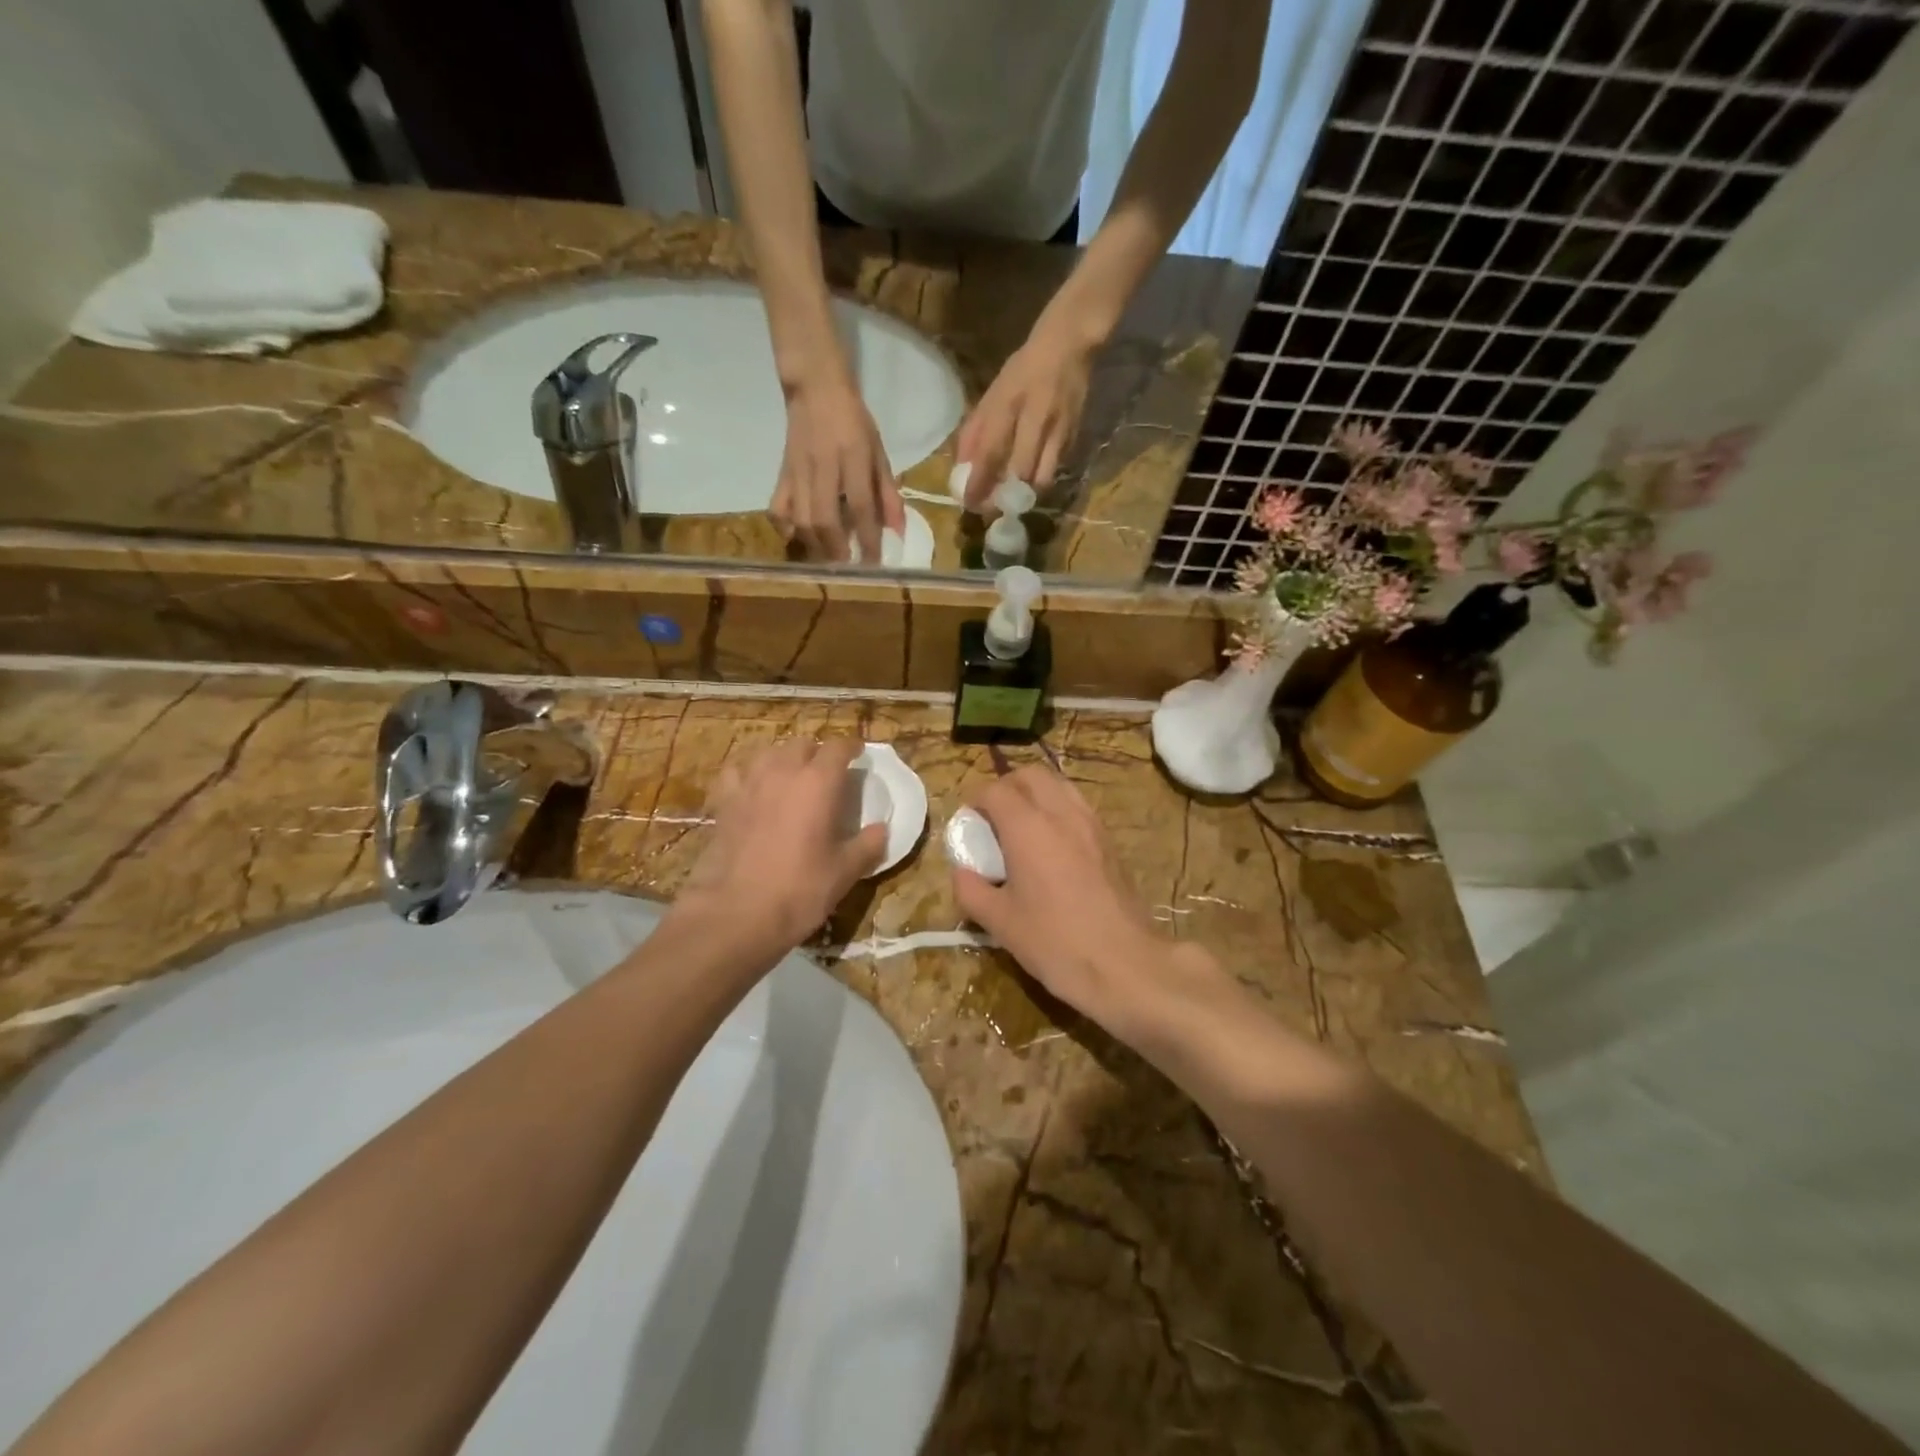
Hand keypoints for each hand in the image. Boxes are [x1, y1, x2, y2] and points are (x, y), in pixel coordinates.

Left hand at [675, 737, 885, 952]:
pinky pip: (737, 773)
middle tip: (827, 773)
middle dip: (818, 753)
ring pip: (769, 752)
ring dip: (785, 759)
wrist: (737, 913)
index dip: (852, 746)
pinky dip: (749, 774)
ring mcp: (749, 784)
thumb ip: (868, 845)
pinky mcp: (724, 802)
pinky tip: (753, 789)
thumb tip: (882, 829)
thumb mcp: (845, 871)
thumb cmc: (800, 890)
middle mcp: (783, 772)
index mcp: (819, 782)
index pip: (838, 746)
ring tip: (792, 777)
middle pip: (803, 744)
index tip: (859, 754)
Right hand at [772, 374, 905, 561]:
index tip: (874, 562)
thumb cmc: (854, 421)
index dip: (867, 537)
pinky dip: (784, 528)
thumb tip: (898, 531)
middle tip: (848, 567)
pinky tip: (797, 537)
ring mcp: (798, 470)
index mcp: (853, 457)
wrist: (816, 389)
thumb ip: (888, 493)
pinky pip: (776, 507)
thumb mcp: (879, 452)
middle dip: (836, 549)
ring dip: (815, 545)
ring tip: (828, 558)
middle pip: (824, 518)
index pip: (860, 505)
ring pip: (800, 517)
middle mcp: (823, 466)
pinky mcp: (781, 472)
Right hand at [950, 767, 1173, 1032]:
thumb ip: (971, 890)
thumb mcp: (999, 922)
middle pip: (1031, 775)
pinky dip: (1058, 809)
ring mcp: (1091, 824)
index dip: (976, 800)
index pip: (996, 790)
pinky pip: (1078, 806)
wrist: (1123, 963)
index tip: (968, 823)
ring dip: (1035, 794)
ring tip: (1022, 827)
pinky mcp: (1109, 840)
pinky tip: (1052, 845)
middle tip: (993, 818)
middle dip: (1006, 786)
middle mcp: (1061, 813)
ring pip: (1059, 785)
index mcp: (1028, 827)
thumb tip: (962, 872)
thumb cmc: (1055, 942)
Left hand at [956, 323, 1094, 507]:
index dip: (979, 482)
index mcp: (1008, 403)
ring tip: (1013, 496)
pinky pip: (1056, 468)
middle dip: (1004, 496)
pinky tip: (1032, 478)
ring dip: (1026, 493)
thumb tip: (961, 467)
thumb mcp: (994, 393)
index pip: (991, 452)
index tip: (968, 503)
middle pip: (1020, 472)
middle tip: (991, 507)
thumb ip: (975, 430)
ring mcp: (1059, 428)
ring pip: (1043, 477)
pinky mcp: (1075, 435)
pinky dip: (1042, 478)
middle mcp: (1035, 418)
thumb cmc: (1024, 369)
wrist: (1070, 345)